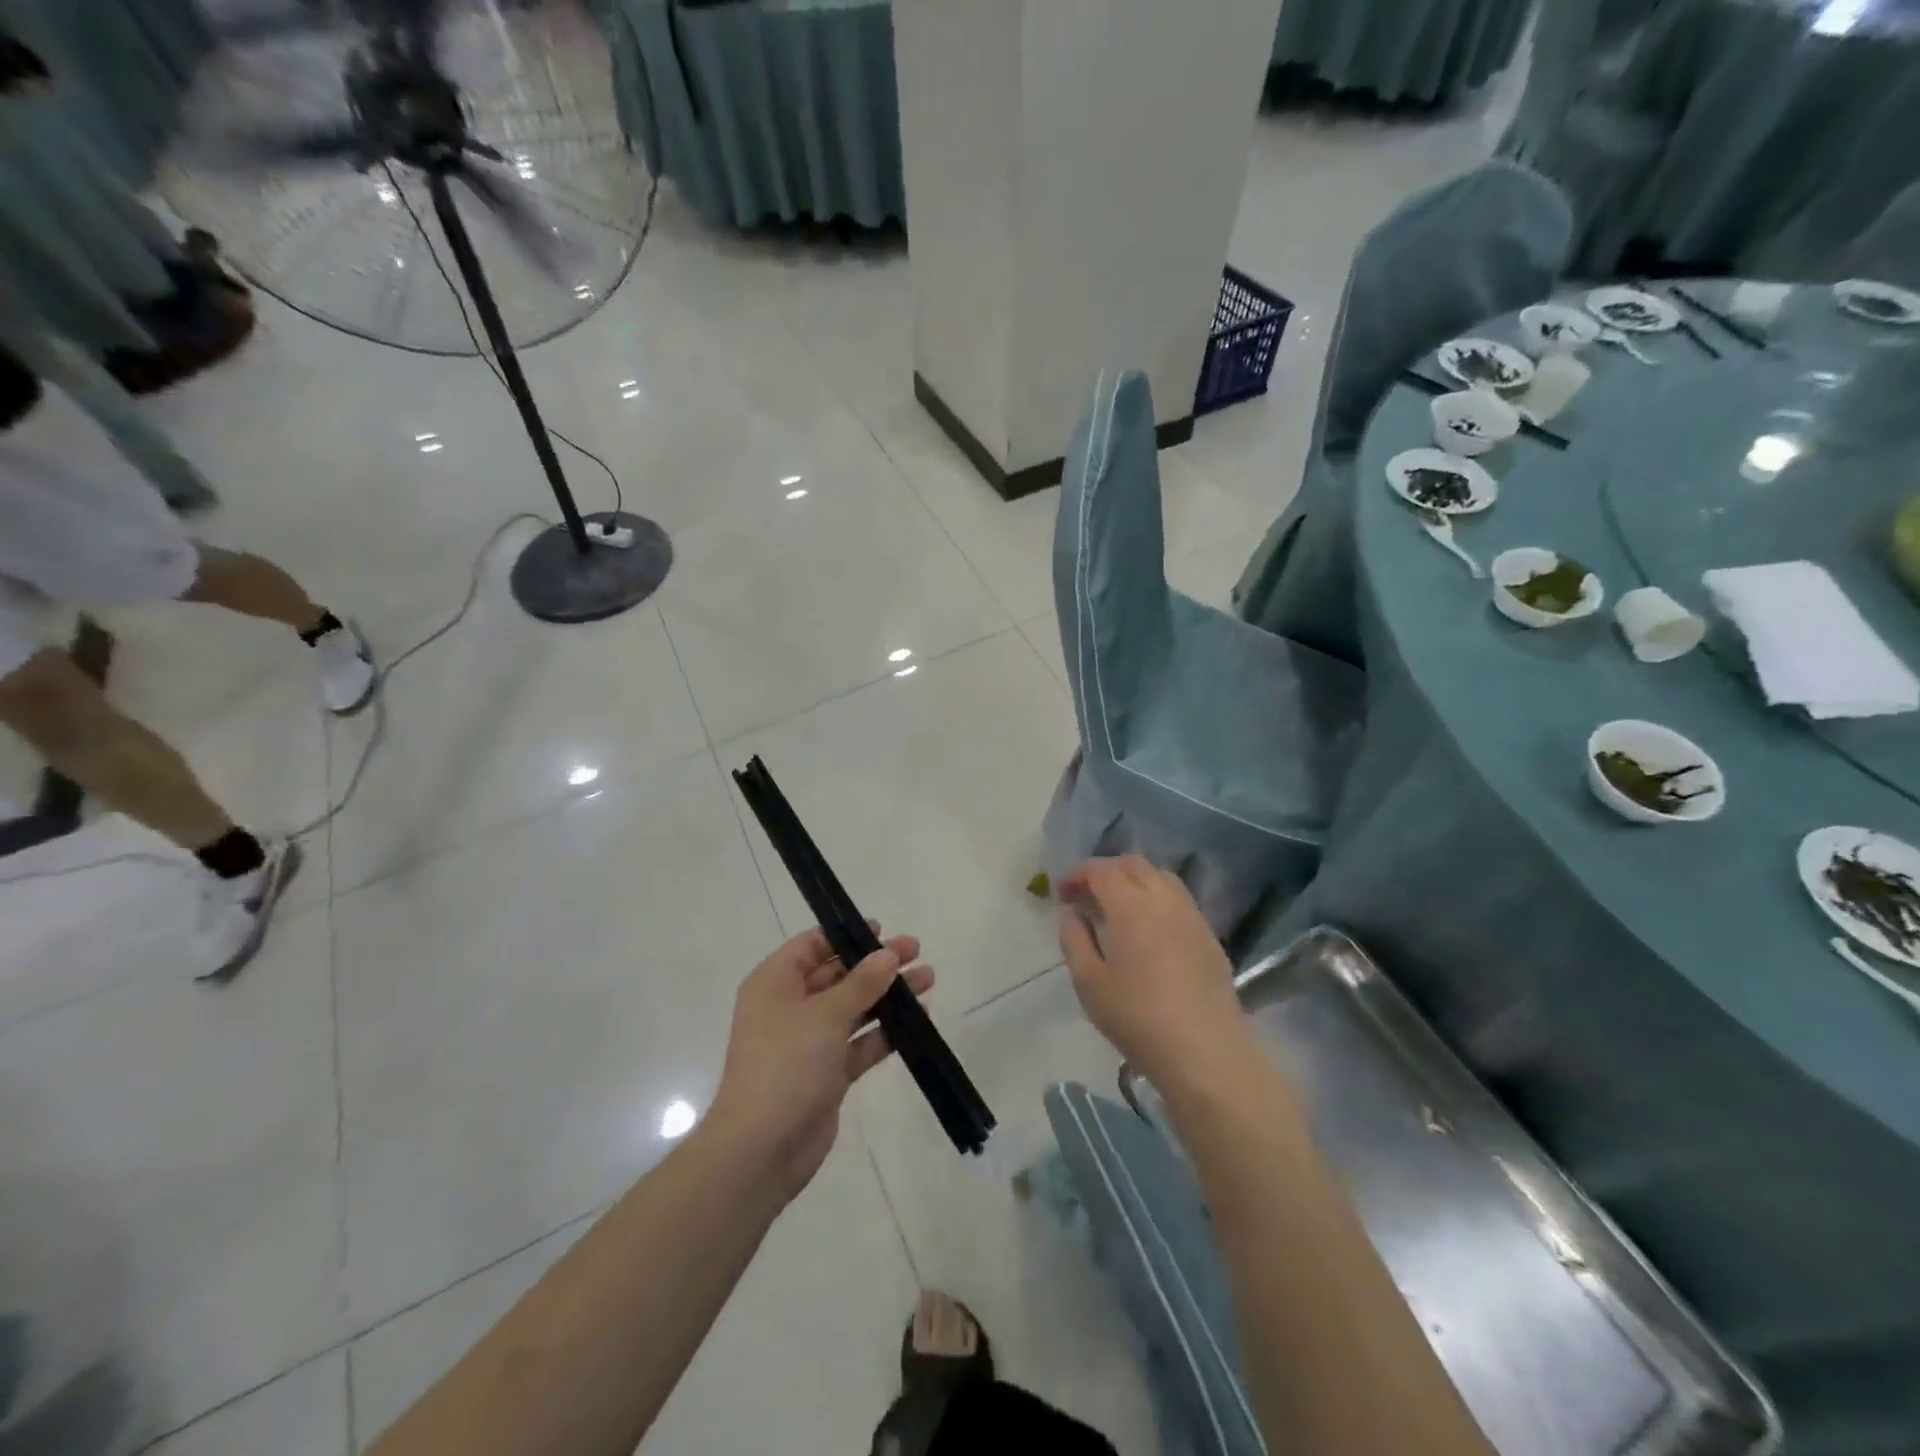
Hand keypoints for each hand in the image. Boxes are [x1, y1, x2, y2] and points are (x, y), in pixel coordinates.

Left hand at [707, 925, 932, 1200]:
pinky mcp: (826, 1073)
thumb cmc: (786, 1065)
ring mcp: (808, 1042)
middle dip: (876, 964)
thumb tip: (887, 954)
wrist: (761, 1149)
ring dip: (887, 995)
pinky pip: (859, 1042)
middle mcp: (789, 1007)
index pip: (812, 945)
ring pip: (853, 1008)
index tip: (883, 930)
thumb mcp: (826, 1014)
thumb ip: (861, 982)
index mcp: (775, 983)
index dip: (846, 935)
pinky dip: (885, 1032)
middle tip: (916, 951)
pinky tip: (918, 1021)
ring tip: (928, 980)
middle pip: (838, 974)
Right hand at [1058, 857, 1248, 1085]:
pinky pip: (1179, 900)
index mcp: (1131, 905)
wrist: (1205, 1052)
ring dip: (1135, 881)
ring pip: (1161, 877)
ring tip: (1118, 908)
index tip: (1062, 893)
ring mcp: (1192, 916)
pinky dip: (1157, 899)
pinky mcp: (1209, 937)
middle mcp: (1164, 899)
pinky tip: (1149, 930)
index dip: (1078, 874)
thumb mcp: (1089, 982)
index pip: (1101, 870)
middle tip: (1087, 896)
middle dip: (1106, 871)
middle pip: (1134, 865)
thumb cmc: (1137, 1017)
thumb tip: (1072, 913)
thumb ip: (1074, 939)